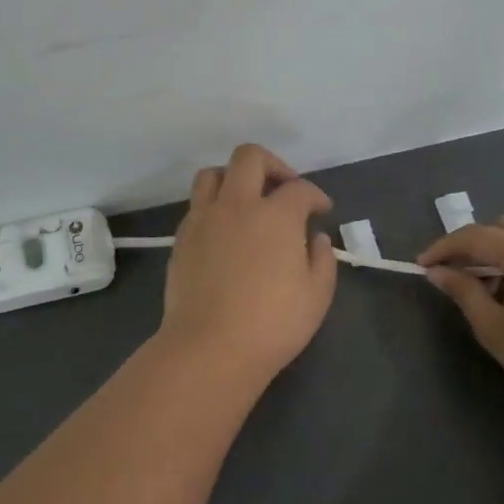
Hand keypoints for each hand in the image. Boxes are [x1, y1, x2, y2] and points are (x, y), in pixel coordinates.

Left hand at [155, 144, 337, 385]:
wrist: (210, 346)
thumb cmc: (272, 323)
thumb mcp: (317, 295)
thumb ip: (322, 259)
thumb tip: (314, 238)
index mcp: (275, 215)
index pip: (299, 188)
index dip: (315, 195)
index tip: (321, 210)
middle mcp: (237, 204)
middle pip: (249, 157)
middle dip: (272, 164)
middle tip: (283, 189)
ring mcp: (203, 218)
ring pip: (212, 173)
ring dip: (233, 178)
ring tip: (247, 201)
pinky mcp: (181, 237)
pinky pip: (196, 205)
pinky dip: (214, 206)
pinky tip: (225, 230)